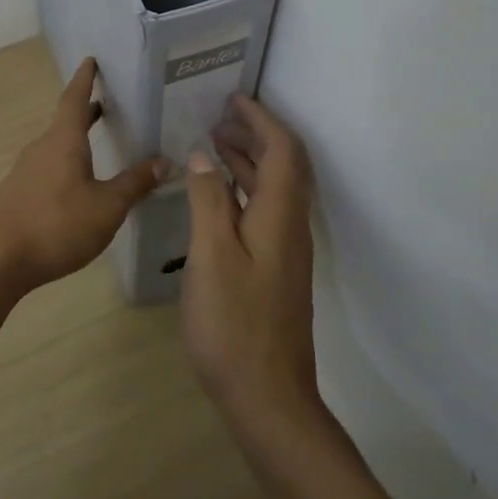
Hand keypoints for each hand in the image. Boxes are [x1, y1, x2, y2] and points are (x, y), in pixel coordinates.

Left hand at [0, 58, 169, 288]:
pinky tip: (78, 184)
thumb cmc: (56, 225)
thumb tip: (165, 161)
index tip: (91, 60)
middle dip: (86, 111)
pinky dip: (67, 163)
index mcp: (63, 141)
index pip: (75, 98)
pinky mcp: (19, 194)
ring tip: (98, 142)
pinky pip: (48, 167)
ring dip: (76, 139)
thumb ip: (135, 183)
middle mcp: (42, 148)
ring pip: (56, 146)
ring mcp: (26, 171)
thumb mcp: (106, 207)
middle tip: (107, 102)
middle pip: (65, 121)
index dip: (85, 79)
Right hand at [182, 94, 320, 434]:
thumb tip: (205, 156)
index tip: (233, 98)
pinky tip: (216, 197)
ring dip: (248, 161)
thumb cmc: (234, 325)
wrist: (269, 399)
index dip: (261, 120)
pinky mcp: (276, 270)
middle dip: (255, 134)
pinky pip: (264, 212)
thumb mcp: (212, 256)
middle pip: (284, 166)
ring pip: (273, 190)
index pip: (283, 150)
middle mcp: (291, 227)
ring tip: (213, 145)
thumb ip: (208, 201)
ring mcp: (286, 251)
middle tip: (218, 116)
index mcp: (280, 216)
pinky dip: (243, 190)